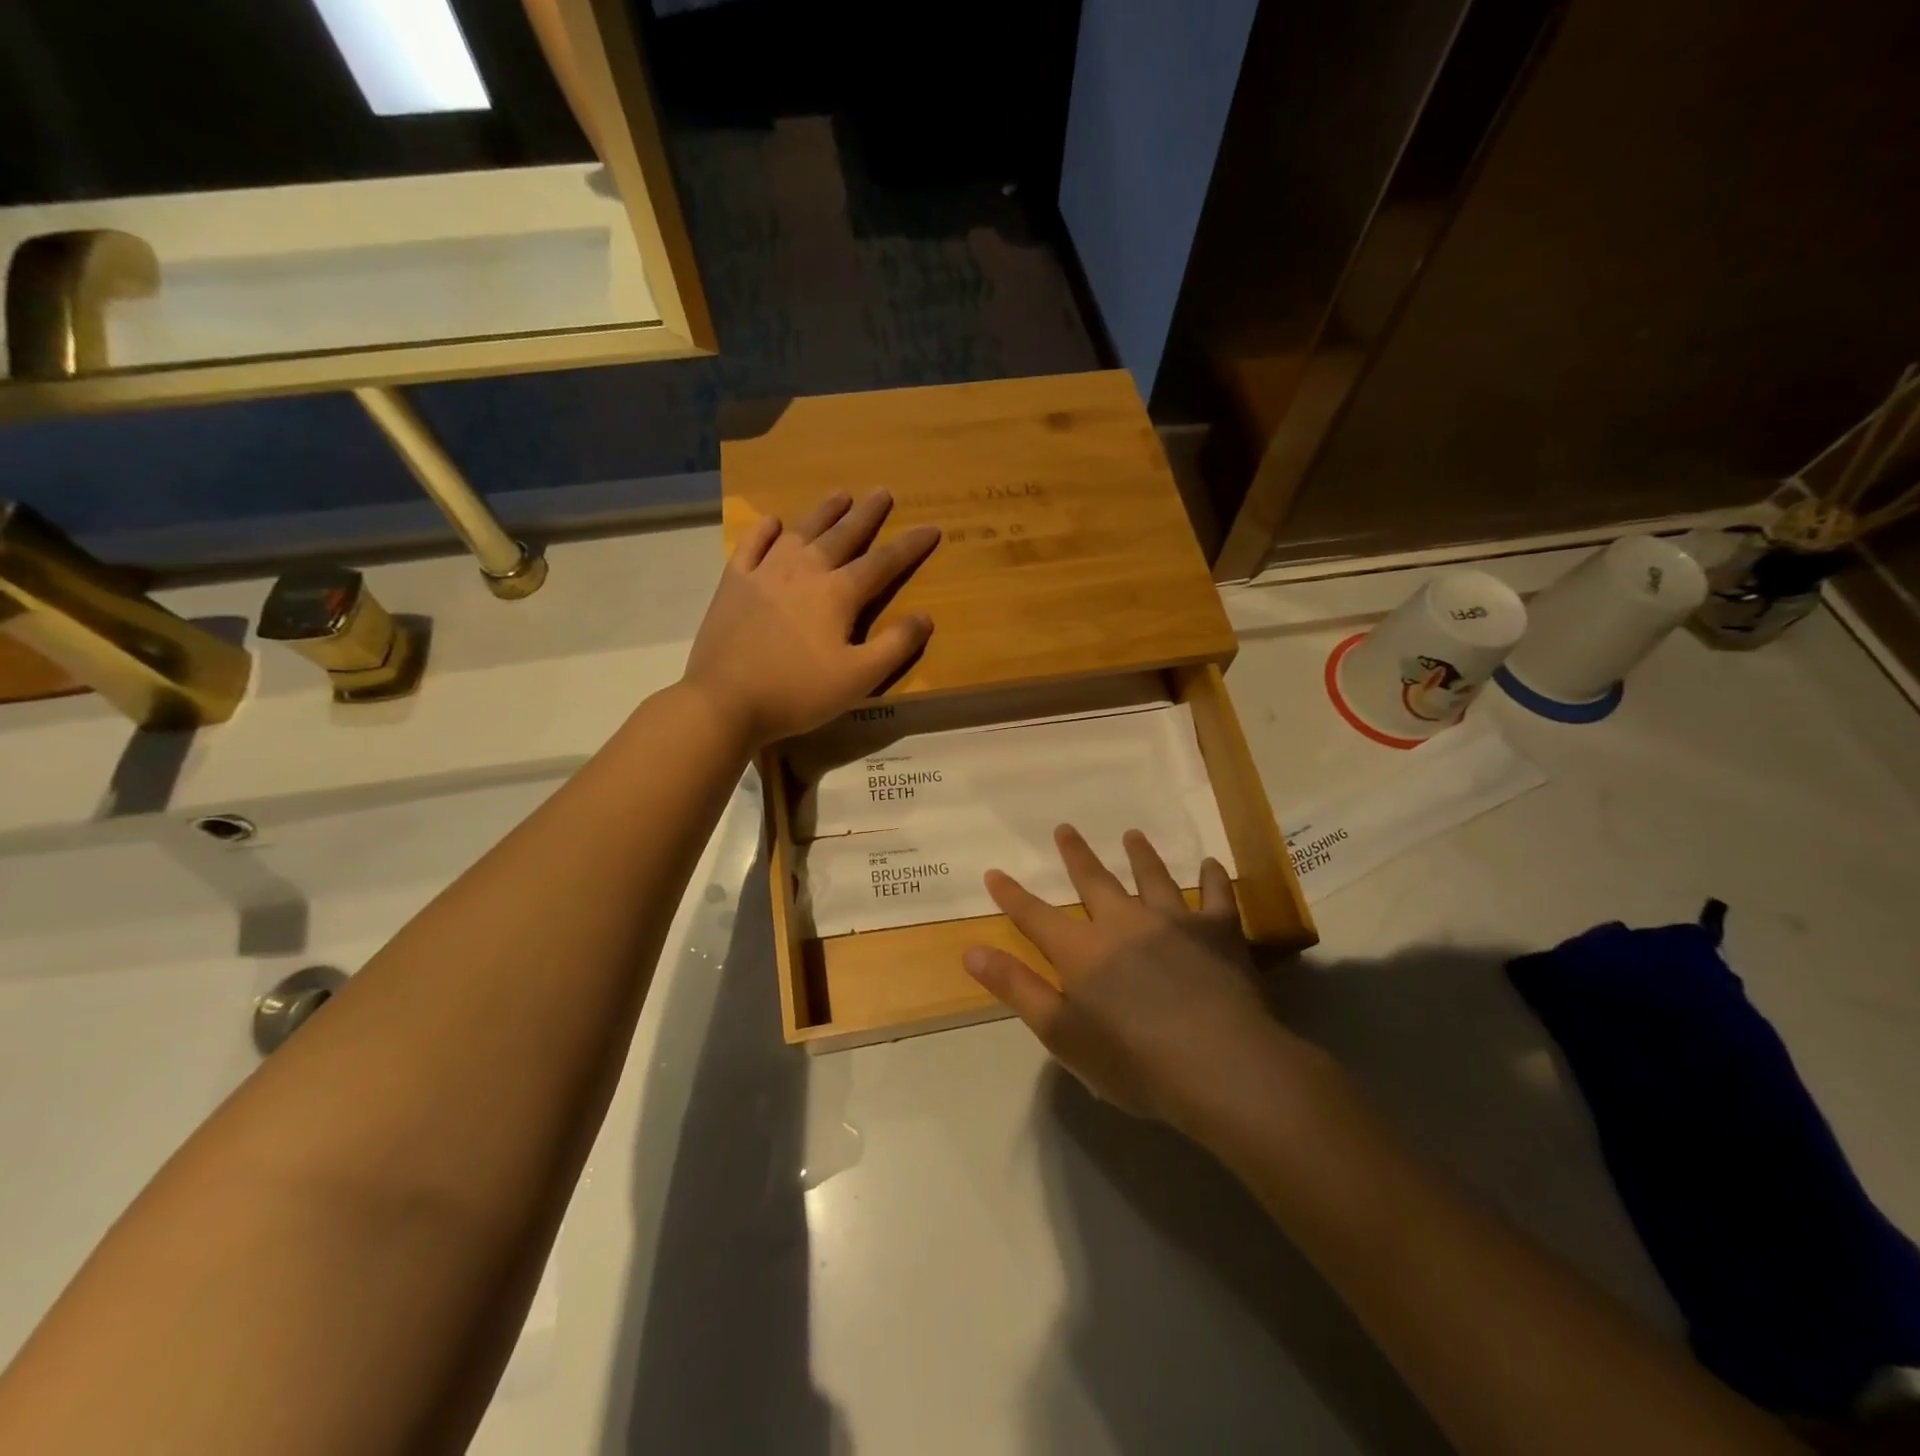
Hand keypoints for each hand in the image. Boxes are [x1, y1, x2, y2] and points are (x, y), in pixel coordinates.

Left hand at [683, 490, 939, 747]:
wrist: (725, 700)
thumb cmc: (798, 692)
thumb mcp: (859, 678)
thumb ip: (895, 646)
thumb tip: (925, 617)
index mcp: (838, 594)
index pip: (883, 562)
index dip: (910, 545)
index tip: (931, 527)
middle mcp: (804, 571)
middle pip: (842, 535)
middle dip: (867, 514)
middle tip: (882, 492)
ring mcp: (765, 573)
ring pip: (800, 531)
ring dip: (823, 512)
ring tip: (840, 495)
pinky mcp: (733, 583)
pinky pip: (751, 546)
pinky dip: (764, 531)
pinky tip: (773, 522)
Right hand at [965, 825, 1310, 1133]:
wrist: (1218, 1066)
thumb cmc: (1133, 1060)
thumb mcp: (1061, 1033)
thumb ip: (1017, 988)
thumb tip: (971, 952)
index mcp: (1082, 950)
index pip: (1036, 916)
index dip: (1012, 895)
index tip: (994, 872)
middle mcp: (1124, 923)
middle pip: (1094, 881)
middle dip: (1076, 855)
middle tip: (1065, 828)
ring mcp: (1173, 922)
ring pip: (1153, 878)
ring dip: (1141, 855)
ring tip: (1133, 835)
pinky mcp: (1218, 931)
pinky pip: (1217, 895)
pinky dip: (1214, 878)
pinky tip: (1212, 864)